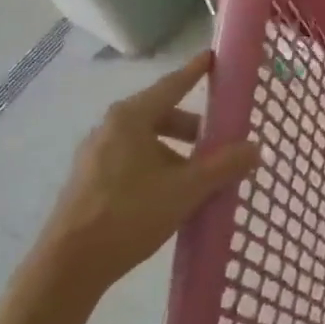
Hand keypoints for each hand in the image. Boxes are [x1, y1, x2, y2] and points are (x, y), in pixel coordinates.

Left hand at [35, 50, 259, 298]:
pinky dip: (158, 166)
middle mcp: (110, 128)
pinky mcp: (90, 180)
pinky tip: (172, 194)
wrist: (68, 267)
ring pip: (148, 141)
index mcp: (131, 118)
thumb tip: (256, 147)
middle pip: (162, 115)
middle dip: (194, 127)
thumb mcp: (187, 189)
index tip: (213, 56)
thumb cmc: (130, 214)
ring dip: (178, 152)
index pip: (172, 85)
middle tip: (220, 142)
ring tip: (199, 177)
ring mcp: (96, 155)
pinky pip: (133, 160)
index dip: (195, 71)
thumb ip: (225, 165)